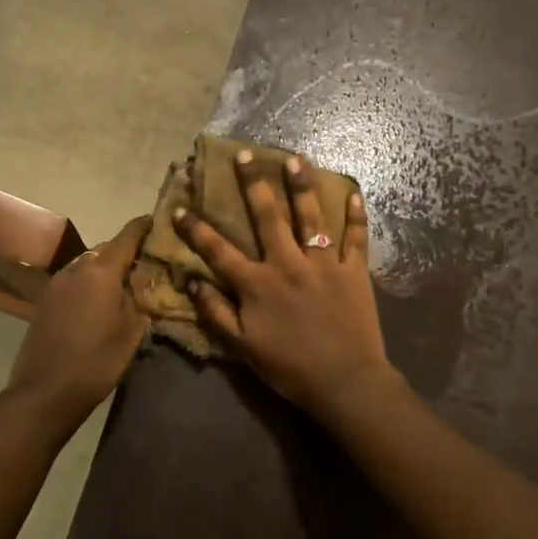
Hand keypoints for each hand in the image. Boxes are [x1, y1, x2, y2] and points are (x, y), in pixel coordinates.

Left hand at [5, 216, 150, 426]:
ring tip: (124, 283)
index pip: (126, 237)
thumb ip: (138, 300)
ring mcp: (57, 283)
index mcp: (101, 271)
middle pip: (105, 248)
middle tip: (145, 262)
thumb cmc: (96, 361)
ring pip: (87, 264)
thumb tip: (139, 286)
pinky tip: (100, 301)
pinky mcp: (45, 300)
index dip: (143, 227)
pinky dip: (89, 283)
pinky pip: (74, 281)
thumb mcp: (132, 332)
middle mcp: (76, 268)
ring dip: (105, 268)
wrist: (45, 391)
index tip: (156, 221)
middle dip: (125, 252)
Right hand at [174, 152, 397, 419]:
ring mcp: (324, 264)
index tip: (181, 207)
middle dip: (253, 185)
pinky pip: (356, 238)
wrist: (345, 382)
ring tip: (295, 158)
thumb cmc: (289, 368)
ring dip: (301, 186)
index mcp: (257, 284)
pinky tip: (355, 192)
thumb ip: (216, 313)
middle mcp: (288, 264)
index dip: (197, 229)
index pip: (219, 251)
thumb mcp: (242, 347)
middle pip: (267, 218)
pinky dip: (357, 215)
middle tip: (245, 156)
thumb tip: (192, 281)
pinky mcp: (355, 272)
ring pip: (311, 217)